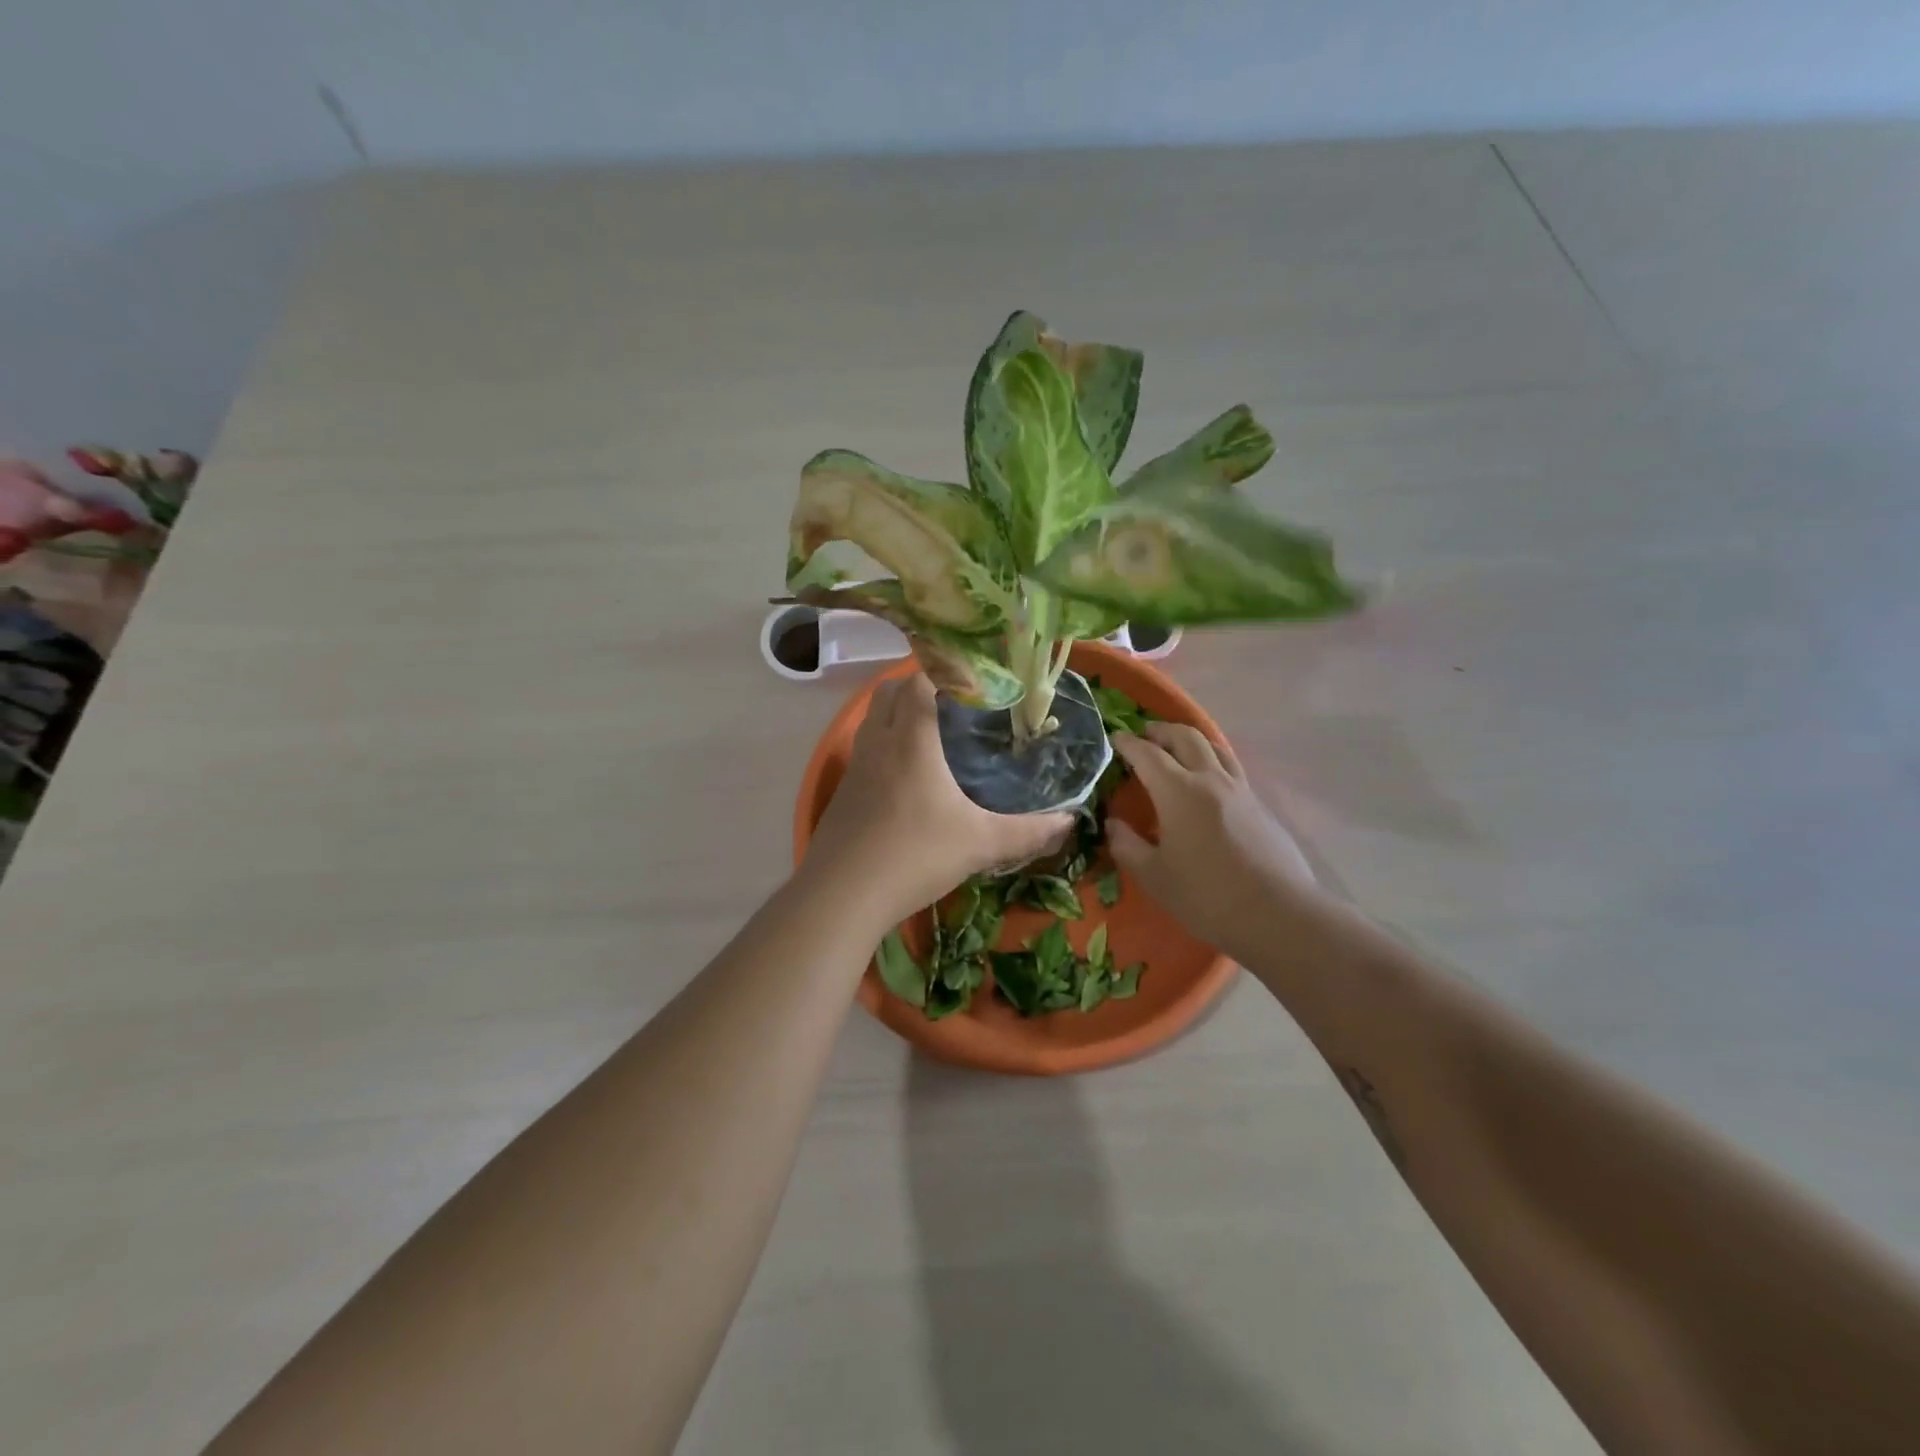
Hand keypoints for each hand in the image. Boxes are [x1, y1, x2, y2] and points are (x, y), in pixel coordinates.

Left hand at [804, 674, 1071, 927]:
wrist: (842, 896)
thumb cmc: (914, 856)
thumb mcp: (980, 844)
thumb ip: (1027, 831)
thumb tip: (1069, 820)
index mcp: (911, 739)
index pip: (918, 680)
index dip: (944, 670)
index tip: (974, 678)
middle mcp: (878, 741)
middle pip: (889, 690)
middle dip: (918, 685)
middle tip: (956, 702)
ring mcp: (855, 765)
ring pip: (873, 718)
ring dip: (898, 713)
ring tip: (933, 732)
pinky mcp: (843, 790)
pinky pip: (865, 748)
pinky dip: (885, 743)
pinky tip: (908, 774)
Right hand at [1108, 723, 1319, 958]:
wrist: (1278, 914)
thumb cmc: (1207, 896)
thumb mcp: (1154, 876)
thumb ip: (1127, 846)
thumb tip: (1113, 824)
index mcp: (1179, 791)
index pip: (1148, 755)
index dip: (1128, 744)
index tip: (1115, 737)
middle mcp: (1211, 780)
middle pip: (1186, 738)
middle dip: (1162, 731)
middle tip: (1145, 735)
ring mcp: (1241, 791)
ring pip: (1215, 747)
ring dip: (1191, 740)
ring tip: (1178, 748)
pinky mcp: (1260, 807)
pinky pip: (1231, 769)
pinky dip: (1212, 762)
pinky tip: (1207, 784)